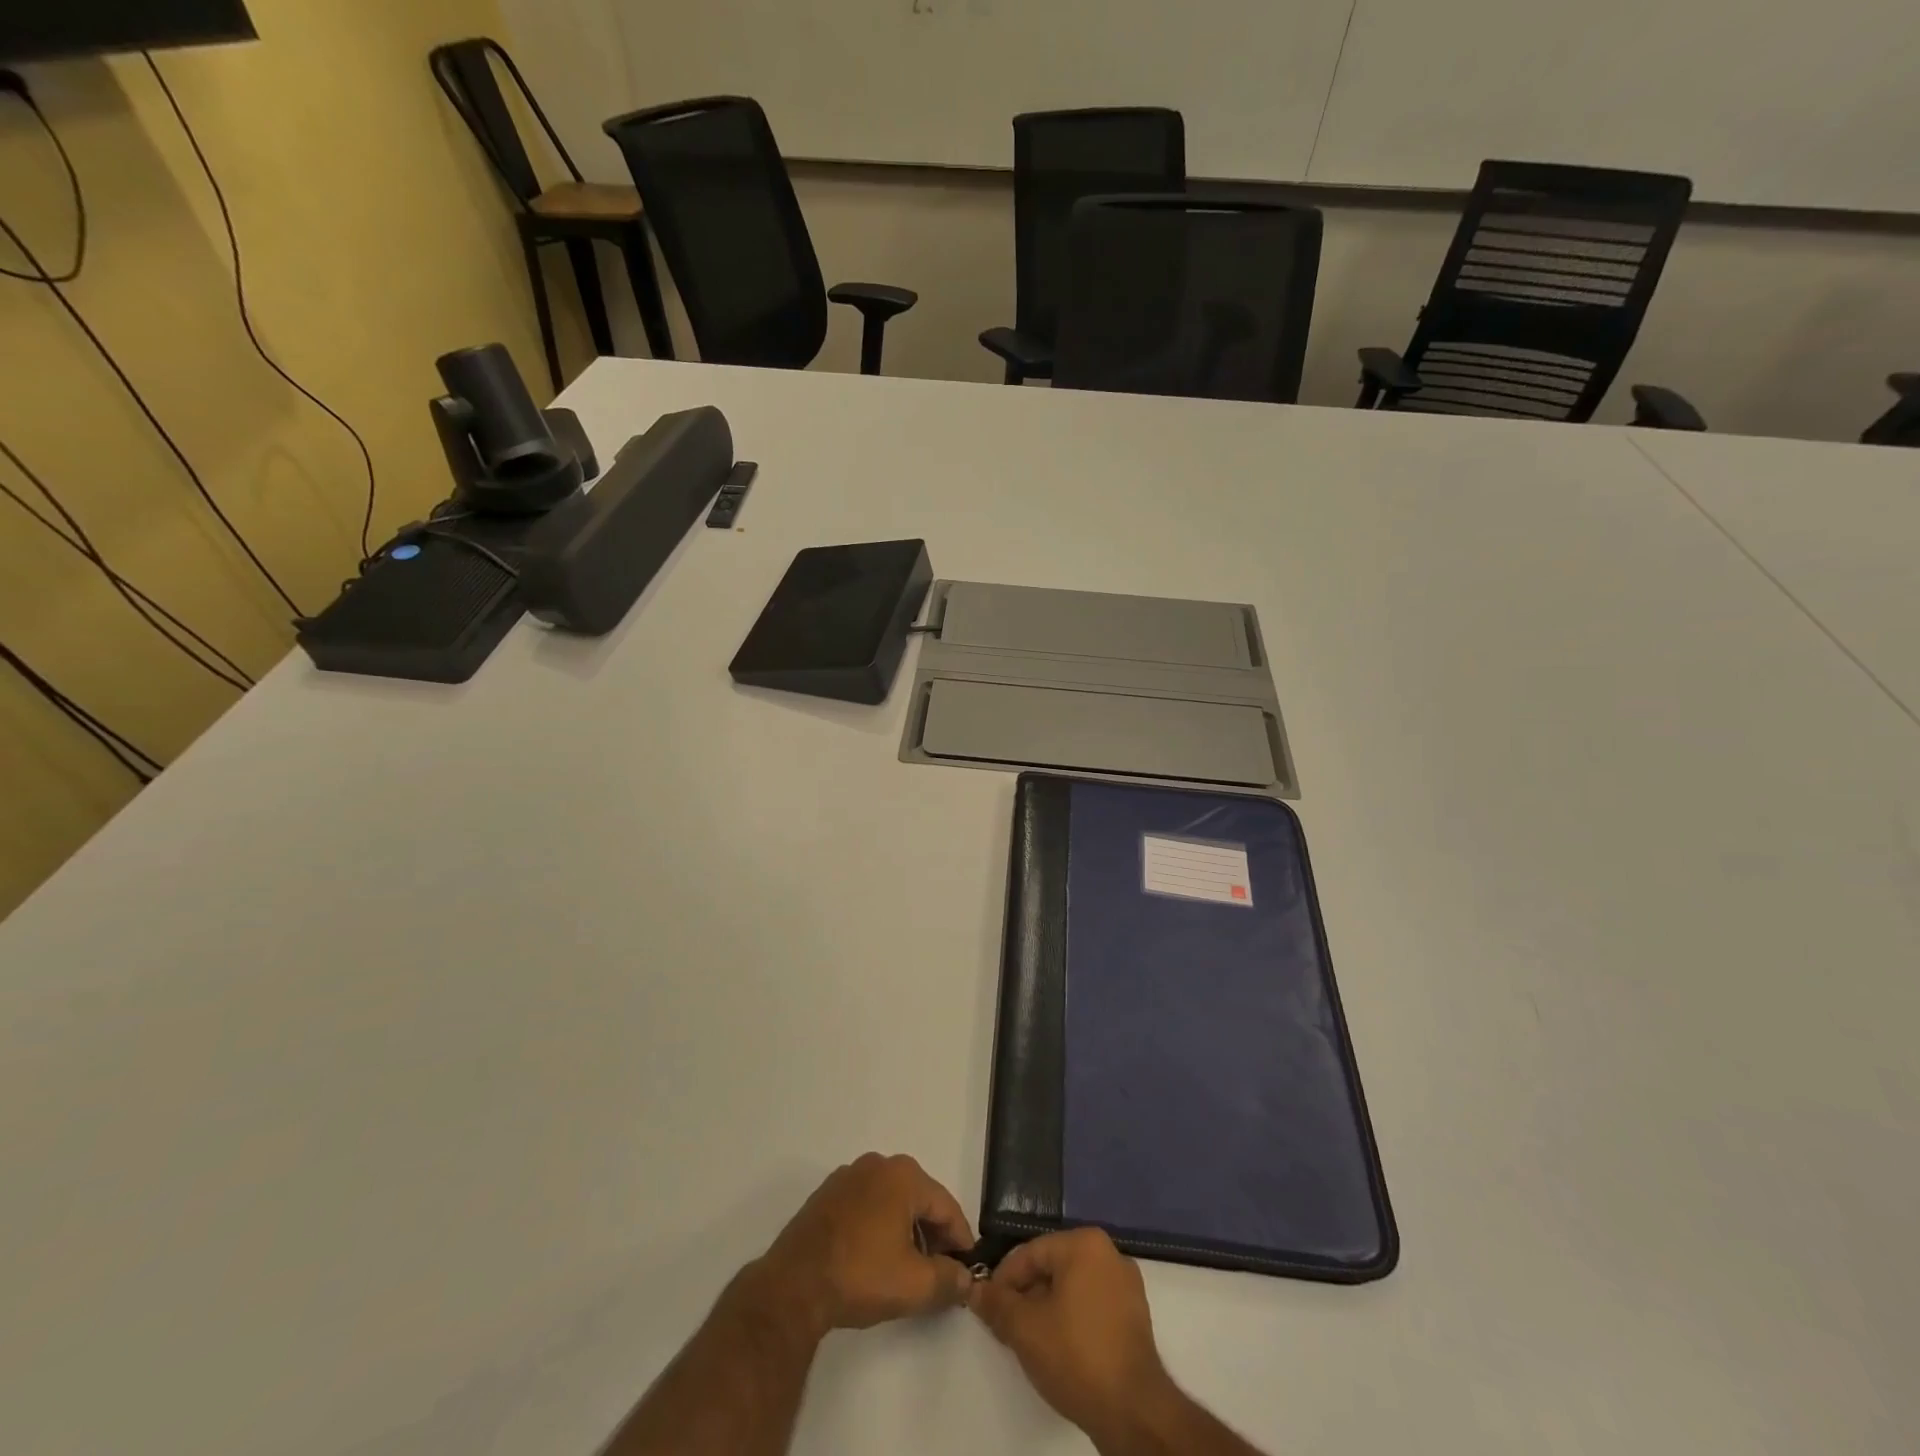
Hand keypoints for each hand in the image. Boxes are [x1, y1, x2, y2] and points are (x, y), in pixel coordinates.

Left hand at [755, 1153, 975, 1337]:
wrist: (793, 1285)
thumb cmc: (860, 1275)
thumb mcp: (915, 1285)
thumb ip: (950, 1280)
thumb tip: (967, 1279)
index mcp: (904, 1175)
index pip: (946, 1206)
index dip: (961, 1240)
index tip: (967, 1270)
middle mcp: (878, 1164)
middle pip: (919, 1199)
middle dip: (933, 1234)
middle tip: (939, 1271)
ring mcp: (849, 1176)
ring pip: (892, 1201)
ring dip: (906, 1230)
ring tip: (908, 1268)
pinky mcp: (827, 1194)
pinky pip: (867, 1204)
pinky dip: (879, 1226)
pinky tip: (875, 1258)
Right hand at [969, 1228, 1178, 1447]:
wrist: (1134, 1412)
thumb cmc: (1076, 1356)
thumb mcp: (1025, 1329)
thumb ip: (996, 1304)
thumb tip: (975, 1289)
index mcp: (1085, 1243)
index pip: (1031, 1253)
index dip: (1003, 1280)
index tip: (987, 1306)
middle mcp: (1109, 1253)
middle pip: (1053, 1267)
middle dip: (1026, 1294)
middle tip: (1005, 1325)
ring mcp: (1126, 1285)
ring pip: (1072, 1287)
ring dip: (1046, 1308)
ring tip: (1028, 1339)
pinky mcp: (1135, 1316)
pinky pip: (1092, 1304)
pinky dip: (1071, 1318)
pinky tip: (1058, 1347)